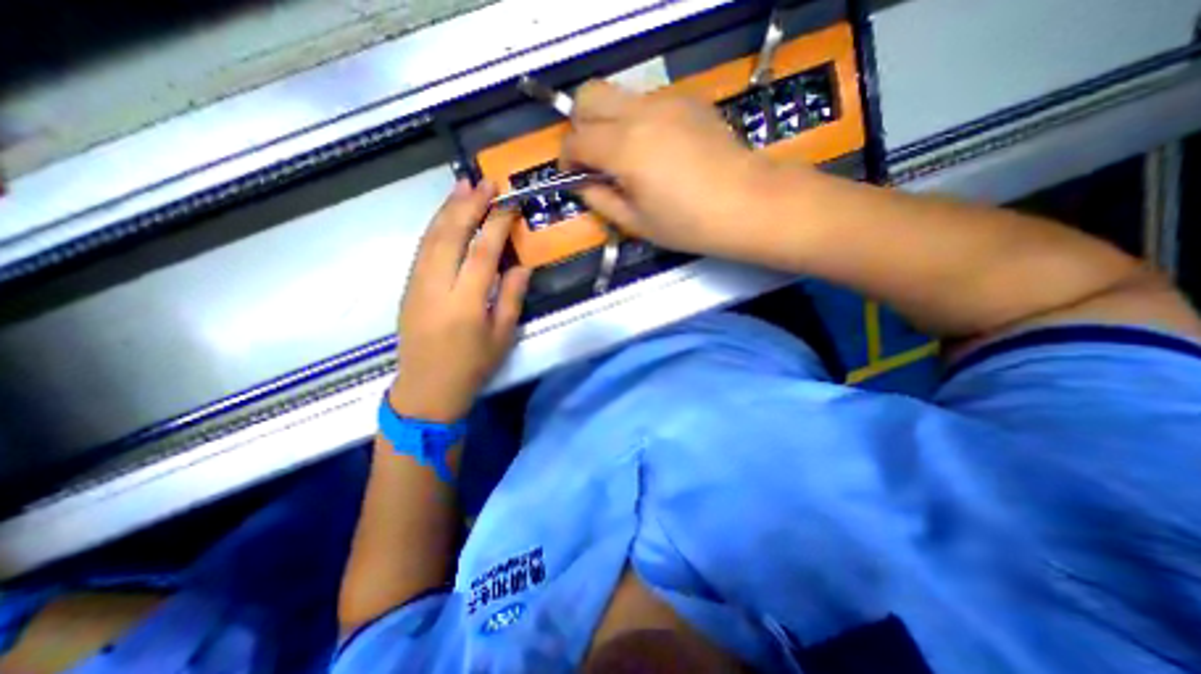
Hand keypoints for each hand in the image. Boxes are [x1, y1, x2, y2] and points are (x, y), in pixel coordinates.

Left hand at [390, 180, 527, 421]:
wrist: (426, 388)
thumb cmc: (472, 366)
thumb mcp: (502, 336)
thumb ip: (512, 297)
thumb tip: (520, 265)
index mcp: (466, 303)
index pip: (482, 252)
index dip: (497, 224)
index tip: (510, 203)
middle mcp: (437, 287)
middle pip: (451, 235)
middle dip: (469, 205)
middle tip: (486, 182)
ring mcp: (417, 285)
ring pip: (431, 237)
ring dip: (448, 209)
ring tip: (463, 186)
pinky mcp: (408, 287)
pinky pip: (422, 248)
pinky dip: (435, 226)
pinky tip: (446, 215)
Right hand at [564, 79, 789, 258]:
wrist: (746, 203)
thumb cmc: (688, 224)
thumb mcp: (636, 223)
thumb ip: (601, 200)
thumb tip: (582, 183)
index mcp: (625, 148)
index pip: (576, 139)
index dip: (566, 158)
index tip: (574, 176)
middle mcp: (641, 113)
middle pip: (588, 95)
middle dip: (579, 125)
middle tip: (593, 158)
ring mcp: (667, 101)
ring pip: (619, 96)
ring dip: (610, 122)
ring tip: (628, 158)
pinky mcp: (688, 100)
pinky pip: (647, 101)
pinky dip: (638, 121)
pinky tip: (657, 149)